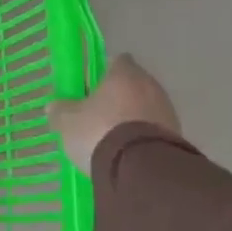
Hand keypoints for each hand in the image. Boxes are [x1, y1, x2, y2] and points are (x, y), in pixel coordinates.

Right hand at [47, 54, 179, 173]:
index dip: (103, 71)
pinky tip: (127, 151)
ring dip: (131, 117)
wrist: (141, 169)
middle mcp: (150, 86)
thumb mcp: (68, 122)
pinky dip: (141, 135)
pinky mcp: (176, 136)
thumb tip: (55, 105)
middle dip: (117, 96)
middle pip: (133, 84)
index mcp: (124, 75)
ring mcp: (167, 111)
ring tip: (111, 136)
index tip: (90, 85)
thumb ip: (60, 110)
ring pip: (145, 107)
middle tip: (97, 112)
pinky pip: (153, 129)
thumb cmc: (100, 132)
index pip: (117, 61)